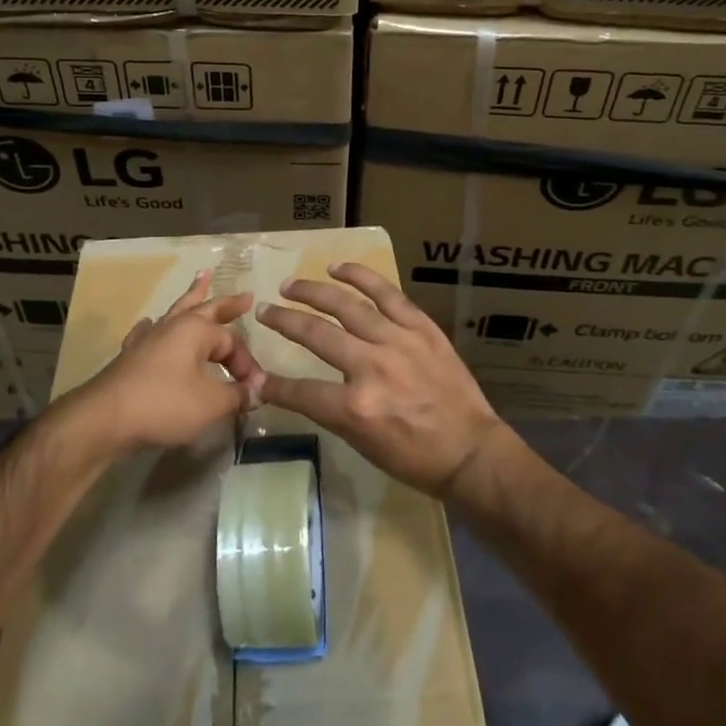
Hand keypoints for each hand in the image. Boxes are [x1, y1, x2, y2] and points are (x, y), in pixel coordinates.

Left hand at [71, 270, 265, 455]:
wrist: (105, 419)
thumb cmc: (163, 404)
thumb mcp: (211, 403)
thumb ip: (237, 395)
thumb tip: (257, 391)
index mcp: (196, 330)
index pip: (232, 342)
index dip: (246, 365)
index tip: (254, 391)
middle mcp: (173, 326)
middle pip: (206, 308)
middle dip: (228, 303)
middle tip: (246, 296)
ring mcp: (149, 338)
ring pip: (176, 311)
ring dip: (192, 296)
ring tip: (202, 277)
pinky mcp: (131, 355)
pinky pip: (147, 332)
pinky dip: (154, 326)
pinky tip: (149, 324)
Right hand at [255, 263, 504, 495]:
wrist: (470, 451)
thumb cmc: (414, 457)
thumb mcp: (362, 444)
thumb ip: (328, 410)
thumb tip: (293, 392)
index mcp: (355, 407)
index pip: (300, 391)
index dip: (273, 386)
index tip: (256, 377)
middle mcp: (372, 367)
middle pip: (316, 334)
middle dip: (284, 321)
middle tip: (264, 310)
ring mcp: (398, 342)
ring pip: (347, 306)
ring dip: (314, 292)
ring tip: (290, 285)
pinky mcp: (421, 328)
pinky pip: (386, 294)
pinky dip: (361, 278)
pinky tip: (338, 268)